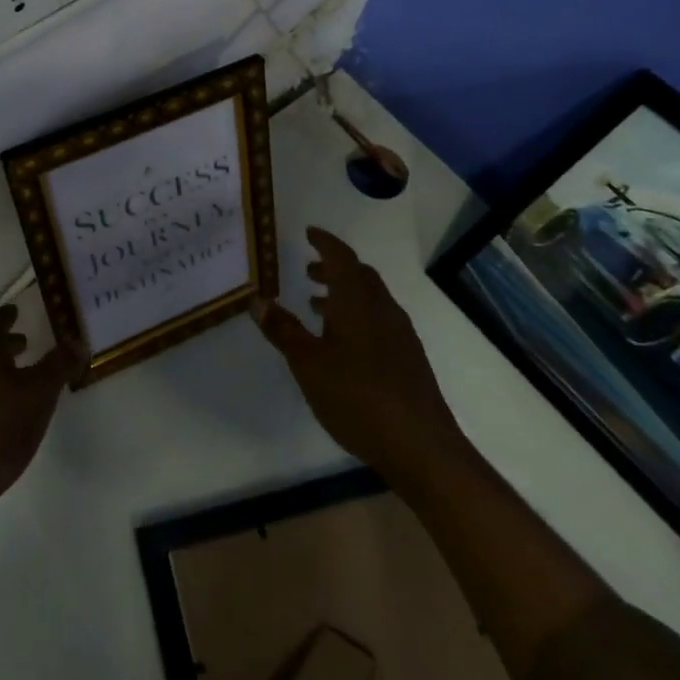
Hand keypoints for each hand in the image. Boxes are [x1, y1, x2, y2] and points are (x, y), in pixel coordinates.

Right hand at [252, 227, 452, 469]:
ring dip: (345, 294)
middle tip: (308, 270)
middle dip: (333, 268)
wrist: (421, 447)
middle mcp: (382, 308)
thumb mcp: (308, 364)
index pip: (341, 257)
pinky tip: (344, 344)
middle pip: (359, 275)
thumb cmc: (357, 397)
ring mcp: (400, 334)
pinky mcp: (409, 358)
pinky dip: (358, 316)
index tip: (309, 233)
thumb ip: (283, 330)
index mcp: (357, 301)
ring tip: (317, 307)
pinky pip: (379, 320)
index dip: (324, 242)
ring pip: (371, 299)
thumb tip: (257, 299)